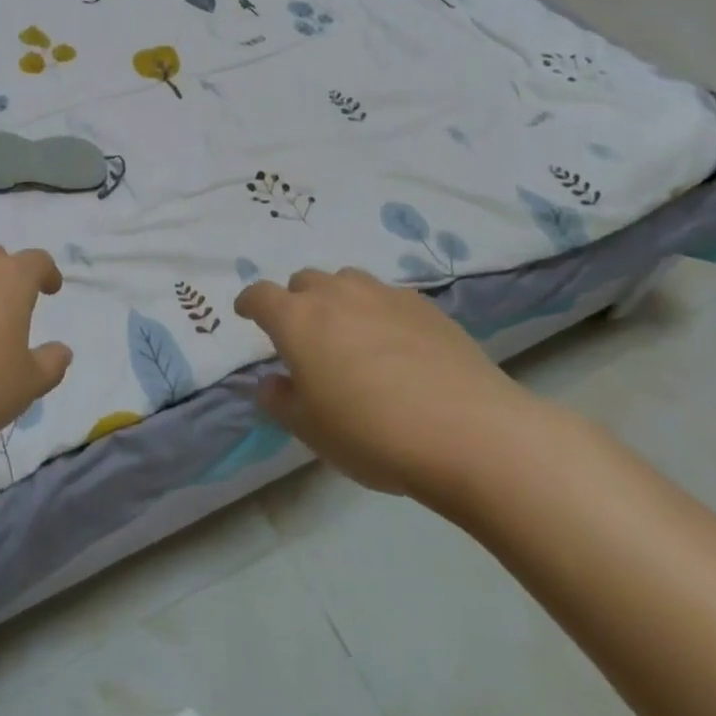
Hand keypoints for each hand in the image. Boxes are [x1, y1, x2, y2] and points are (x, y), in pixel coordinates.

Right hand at [233, 268, 542, 517]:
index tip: (247, 314)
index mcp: (297, 319)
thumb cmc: (372, 434)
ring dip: (337, 300)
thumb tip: (270, 382)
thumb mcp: (311, 430)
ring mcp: (383, 294)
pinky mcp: (424, 305)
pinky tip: (396, 345)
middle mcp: (335, 294)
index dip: (249, 303)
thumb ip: (280, 401)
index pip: (260, 296)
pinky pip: (387, 297)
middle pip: (304, 282)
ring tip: (350, 335)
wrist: (469, 432)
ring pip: (347, 282)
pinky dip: (378, 312)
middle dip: (296, 302)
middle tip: (305, 337)